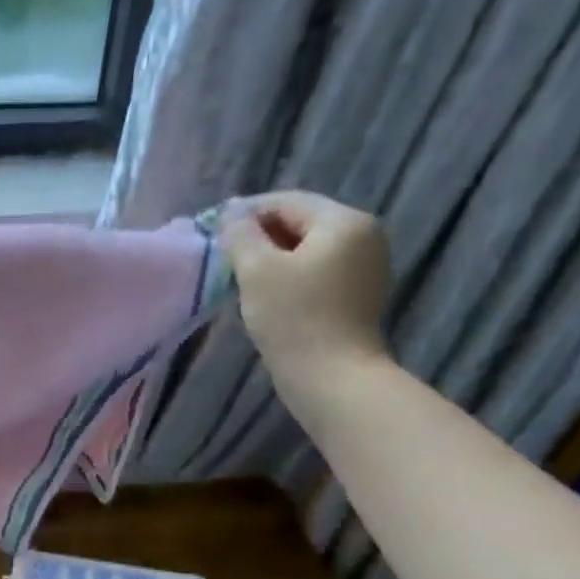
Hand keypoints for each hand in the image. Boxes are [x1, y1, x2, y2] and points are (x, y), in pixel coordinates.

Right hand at [223, 191, 391, 398]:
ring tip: (241, 278)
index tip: (214, 231)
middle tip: (225, 257)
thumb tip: (230, 213)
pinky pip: (318, 270)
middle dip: (260, 236)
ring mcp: (365, 265)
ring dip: (273, 257)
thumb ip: (240, 235)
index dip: (247, 212)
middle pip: (301, 222)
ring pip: (308, 248)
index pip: (288, 202)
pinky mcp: (359, 293)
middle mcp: (364, 235)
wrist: (332, 376)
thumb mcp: (256, 270)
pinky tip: (267, 295)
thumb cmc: (293, 318)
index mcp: (344, 221)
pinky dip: (290, 275)